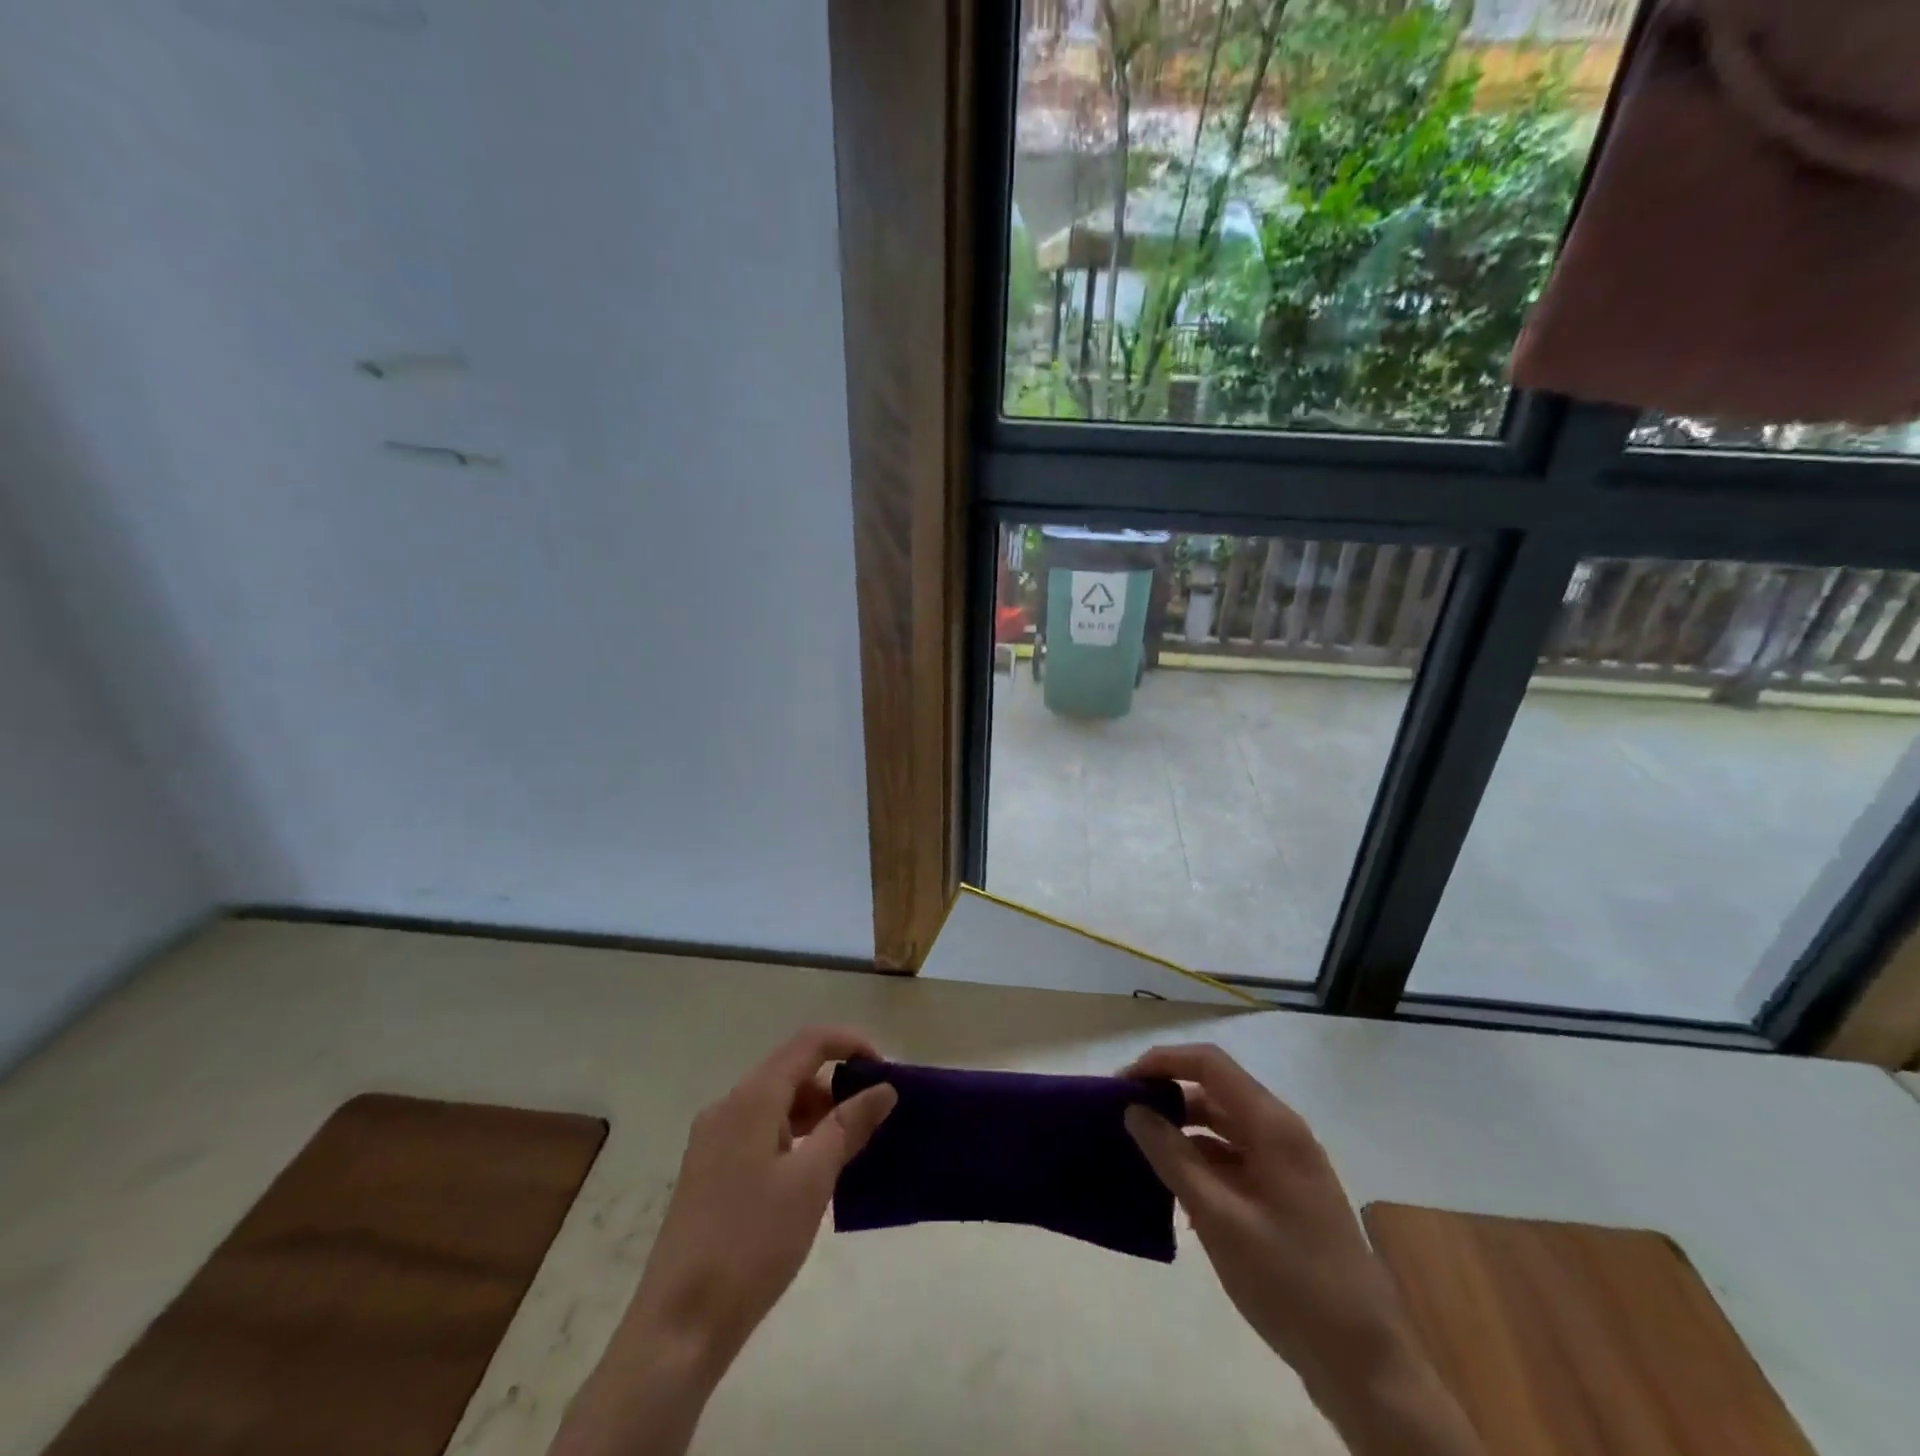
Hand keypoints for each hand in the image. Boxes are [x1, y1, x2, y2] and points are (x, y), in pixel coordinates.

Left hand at [549, 1026, 896, 1455]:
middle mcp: (728, 1107)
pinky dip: (795, 1137)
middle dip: (837, 1082)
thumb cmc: (751, 1243)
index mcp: (751, 1099)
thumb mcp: (811, 1181)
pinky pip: (761, 1132)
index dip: (850, 1044)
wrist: (678, 1327)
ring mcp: (714, 1140)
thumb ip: (849, 1126)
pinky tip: (815, 1172)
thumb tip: (883, 1089)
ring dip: (817, 1112)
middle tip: (875, 1114)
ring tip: (852, 1147)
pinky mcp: (710, 1171)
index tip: (885, 1070)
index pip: (808, 1043)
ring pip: (777, 1104)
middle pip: (791, 1071)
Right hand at [1121, 1043, 1481, 1455]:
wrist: (1365, 1365)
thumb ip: (1174, 1158)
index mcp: (1272, 1125)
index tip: (1122, 1084)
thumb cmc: (1290, 1282)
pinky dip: (1201, 1161)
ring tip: (1139, 1150)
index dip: (1163, 1062)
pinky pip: (1234, 1157)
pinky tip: (1173, 1189)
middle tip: (1122, 1117)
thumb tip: (1134, 1110)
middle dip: (1167, 1095)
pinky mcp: (1284, 1193)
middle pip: (1214, 1089)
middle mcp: (1281, 1131)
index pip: (1209, 1063)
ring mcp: (1285, 1163)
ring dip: (1181, 1129)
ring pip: (1222, 1124)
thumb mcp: (1220, 1219)